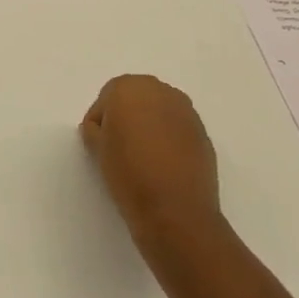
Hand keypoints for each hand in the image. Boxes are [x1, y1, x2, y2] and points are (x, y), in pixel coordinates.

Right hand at [81, 75, 223, 246]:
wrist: (175, 209)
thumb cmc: (128, 172)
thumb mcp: (97, 149)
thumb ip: (95, 130)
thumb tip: (102, 129)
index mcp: (129, 88)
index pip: (107, 97)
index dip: (100, 120)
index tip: (98, 142)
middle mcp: (160, 91)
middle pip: (136, 98)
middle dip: (126, 117)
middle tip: (118, 146)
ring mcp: (186, 111)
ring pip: (159, 111)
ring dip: (149, 125)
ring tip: (141, 155)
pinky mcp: (203, 132)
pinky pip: (177, 128)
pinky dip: (168, 138)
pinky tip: (162, 163)